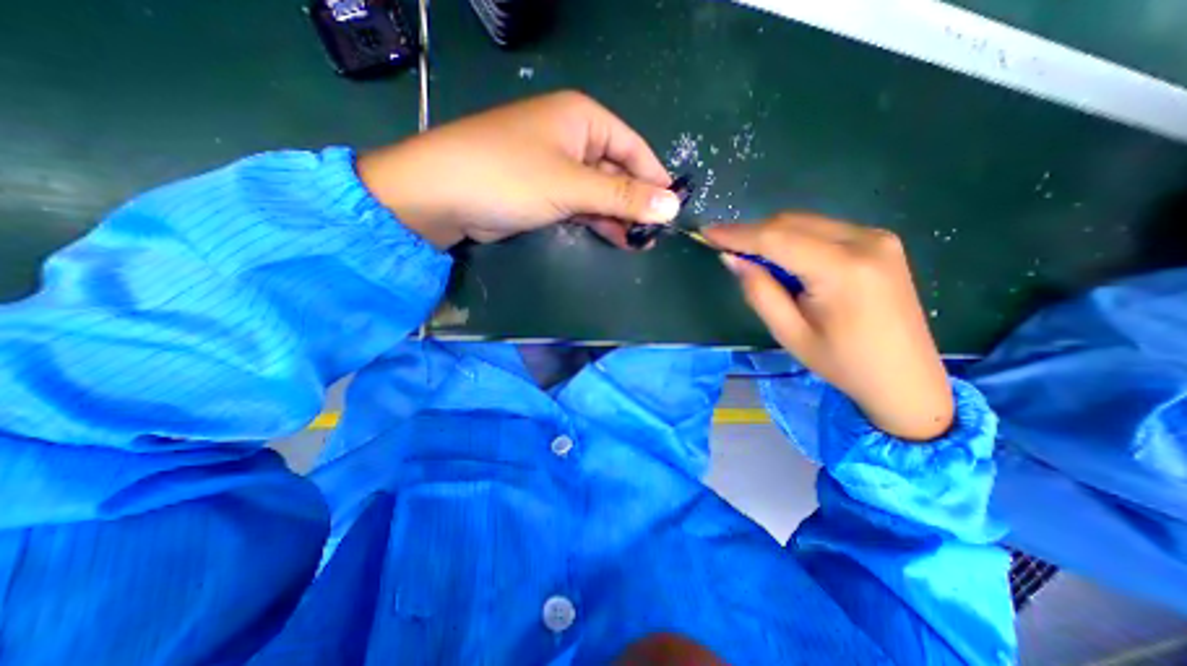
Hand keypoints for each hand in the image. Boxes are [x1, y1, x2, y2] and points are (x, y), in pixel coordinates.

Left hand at [357, 91, 682, 249]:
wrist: (443, 196)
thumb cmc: (511, 176)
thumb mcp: (572, 185)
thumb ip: (622, 197)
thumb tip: (672, 206)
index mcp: (583, 119)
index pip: (633, 147)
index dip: (654, 179)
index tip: (672, 210)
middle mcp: (573, 138)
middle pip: (618, 171)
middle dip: (635, 203)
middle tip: (653, 235)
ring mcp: (557, 167)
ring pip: (600, 192)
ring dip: (617, 216)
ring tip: (637, 243)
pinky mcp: (545, 192)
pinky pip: (581, 204)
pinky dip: (597, 220)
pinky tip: (614, 238)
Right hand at [703, 212, 952, 441]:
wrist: (905, 377)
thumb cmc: (841, 362)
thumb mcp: (789, 333)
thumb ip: (759, 291)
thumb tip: (732, 258)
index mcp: (843, 270)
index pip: (777, 239)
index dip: (738, 234)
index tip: (707, 232)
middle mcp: (865, 241)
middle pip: (791, 223)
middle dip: (753, 233)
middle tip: (725, 249)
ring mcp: (877, 237)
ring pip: (806, 222)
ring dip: (772, 235)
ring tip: (750, 257)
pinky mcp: (879, 241)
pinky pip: (822, 229)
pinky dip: (794, 238)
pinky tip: (783, 259)